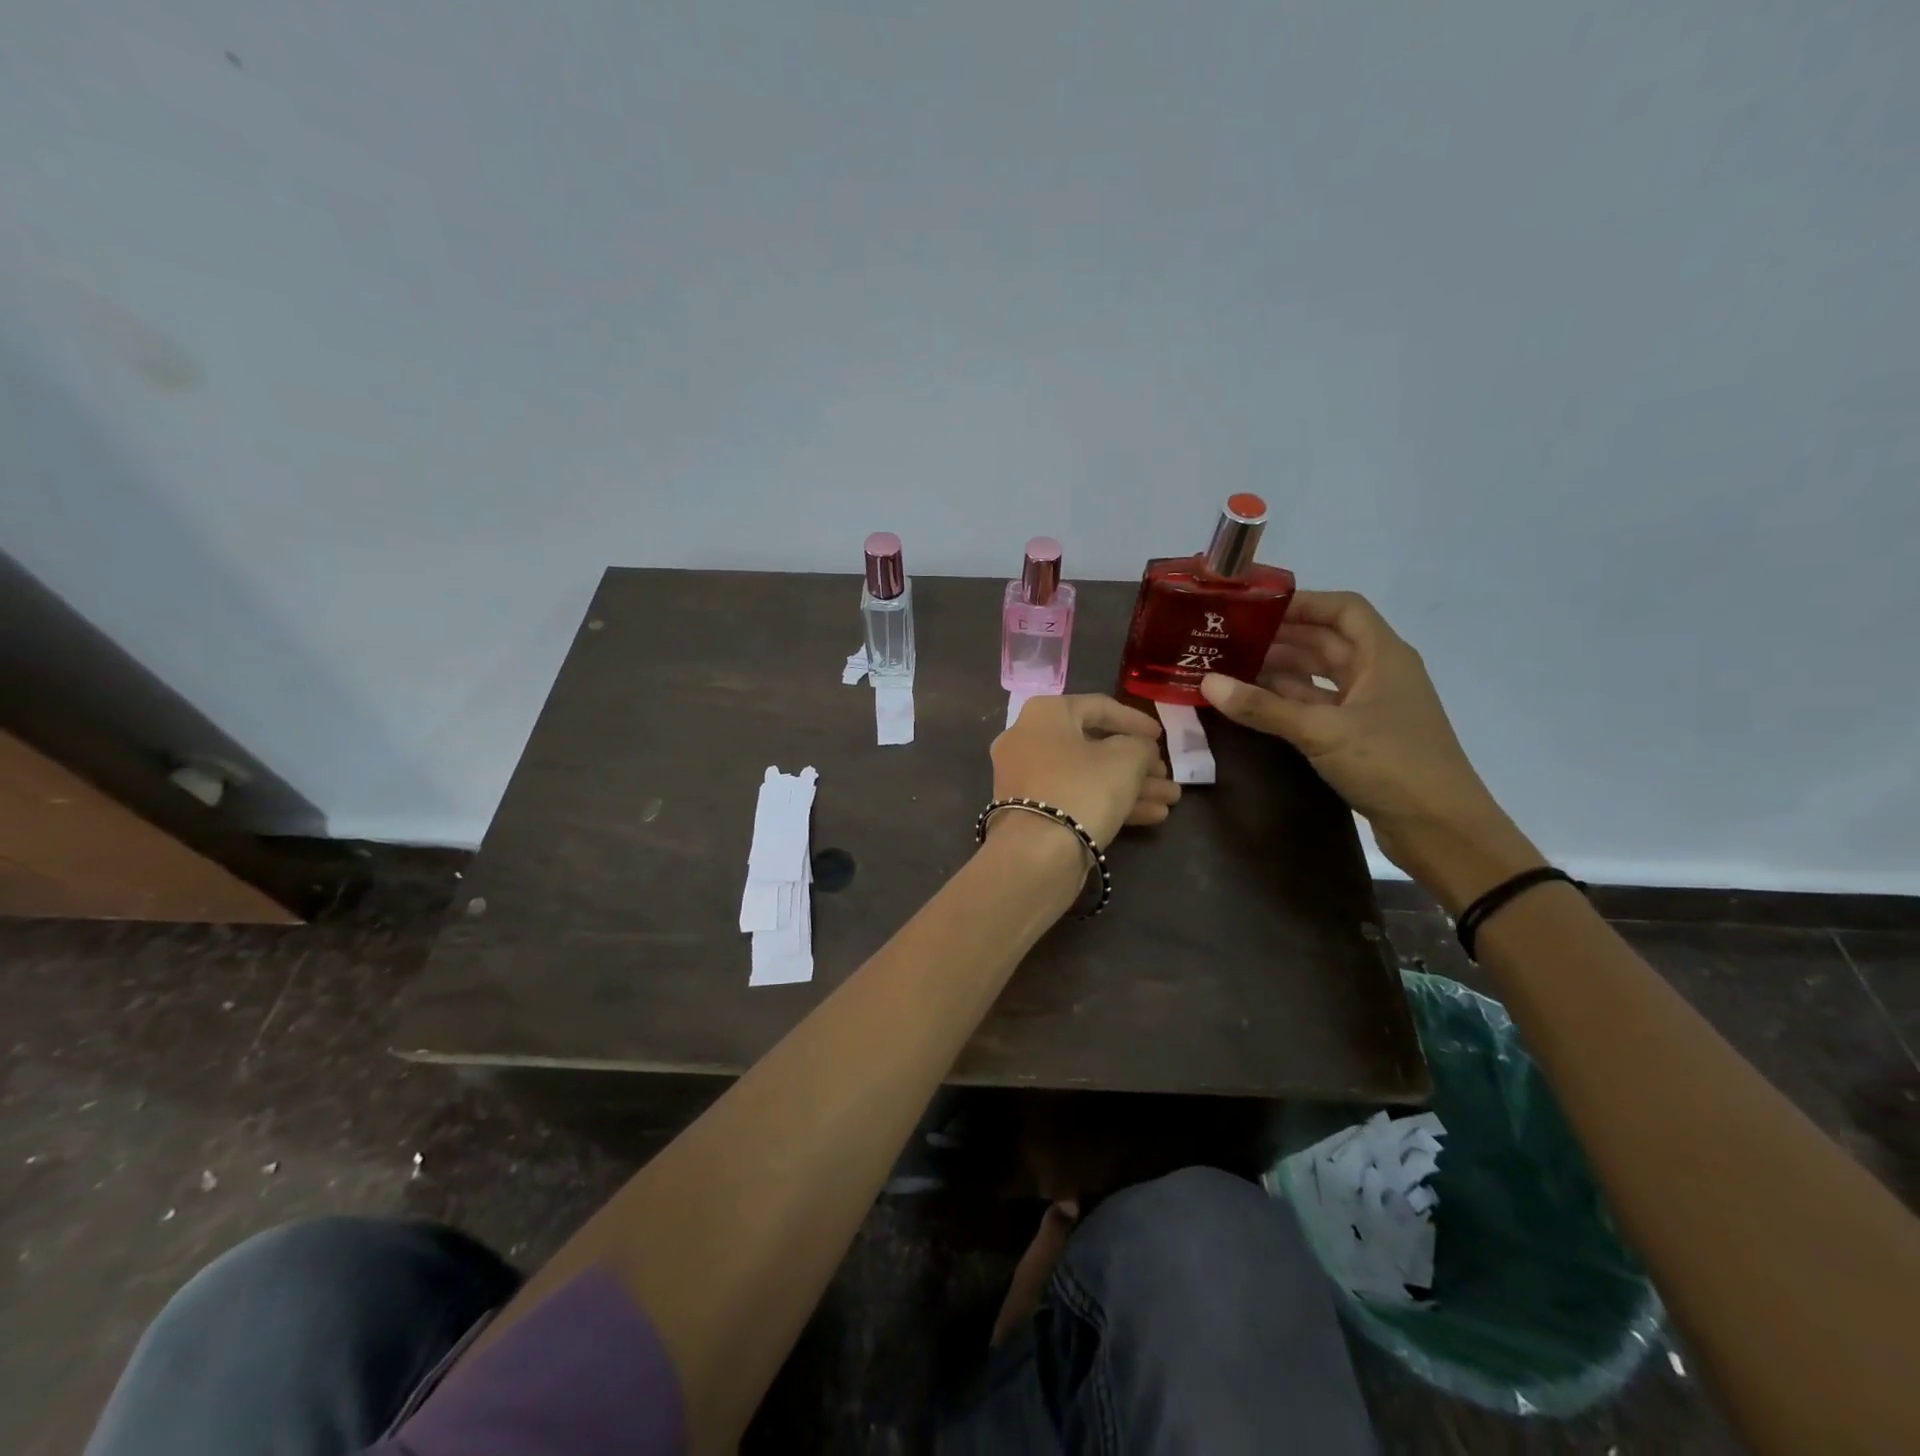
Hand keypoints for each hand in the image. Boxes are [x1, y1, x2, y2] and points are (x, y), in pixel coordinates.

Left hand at [992, 694, 1178, 847]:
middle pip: (1093, 746)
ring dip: (1131, 786)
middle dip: (1137, 763)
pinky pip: (1074, 797)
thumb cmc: (1083, 789)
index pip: (1098, 706)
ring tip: (1170, 800)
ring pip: (1087, 775)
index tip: (1162, 737)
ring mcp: (1026, 778)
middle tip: (1166, 775)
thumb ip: (1141, 745)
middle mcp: (1027, 740)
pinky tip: (1151, 816)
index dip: (1135, 720)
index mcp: (1044, 714)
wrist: (1037, 854)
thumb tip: (1140, 749)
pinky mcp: (1030, 812)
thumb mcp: (1126, 758)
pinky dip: (1108, 803)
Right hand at [1198, 591, 1541, 910]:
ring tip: (1230, 668)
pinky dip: (1286, 703)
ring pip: (1318, 676)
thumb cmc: (1391, 764)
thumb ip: (1264, 707)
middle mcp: (1378, 673)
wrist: (1441, 829)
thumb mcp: (1322, 732)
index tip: (1254, 607)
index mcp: (1383, 656)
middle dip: (1279, 638)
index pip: (1342, 609)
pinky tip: (1253, 705)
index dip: (1302, 603)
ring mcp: (1369, 707)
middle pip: (1325, 642)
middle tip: (1228, 639)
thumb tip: (1207, 683)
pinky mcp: (1360, 736)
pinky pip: (1316, 707)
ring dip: (1278, 672)